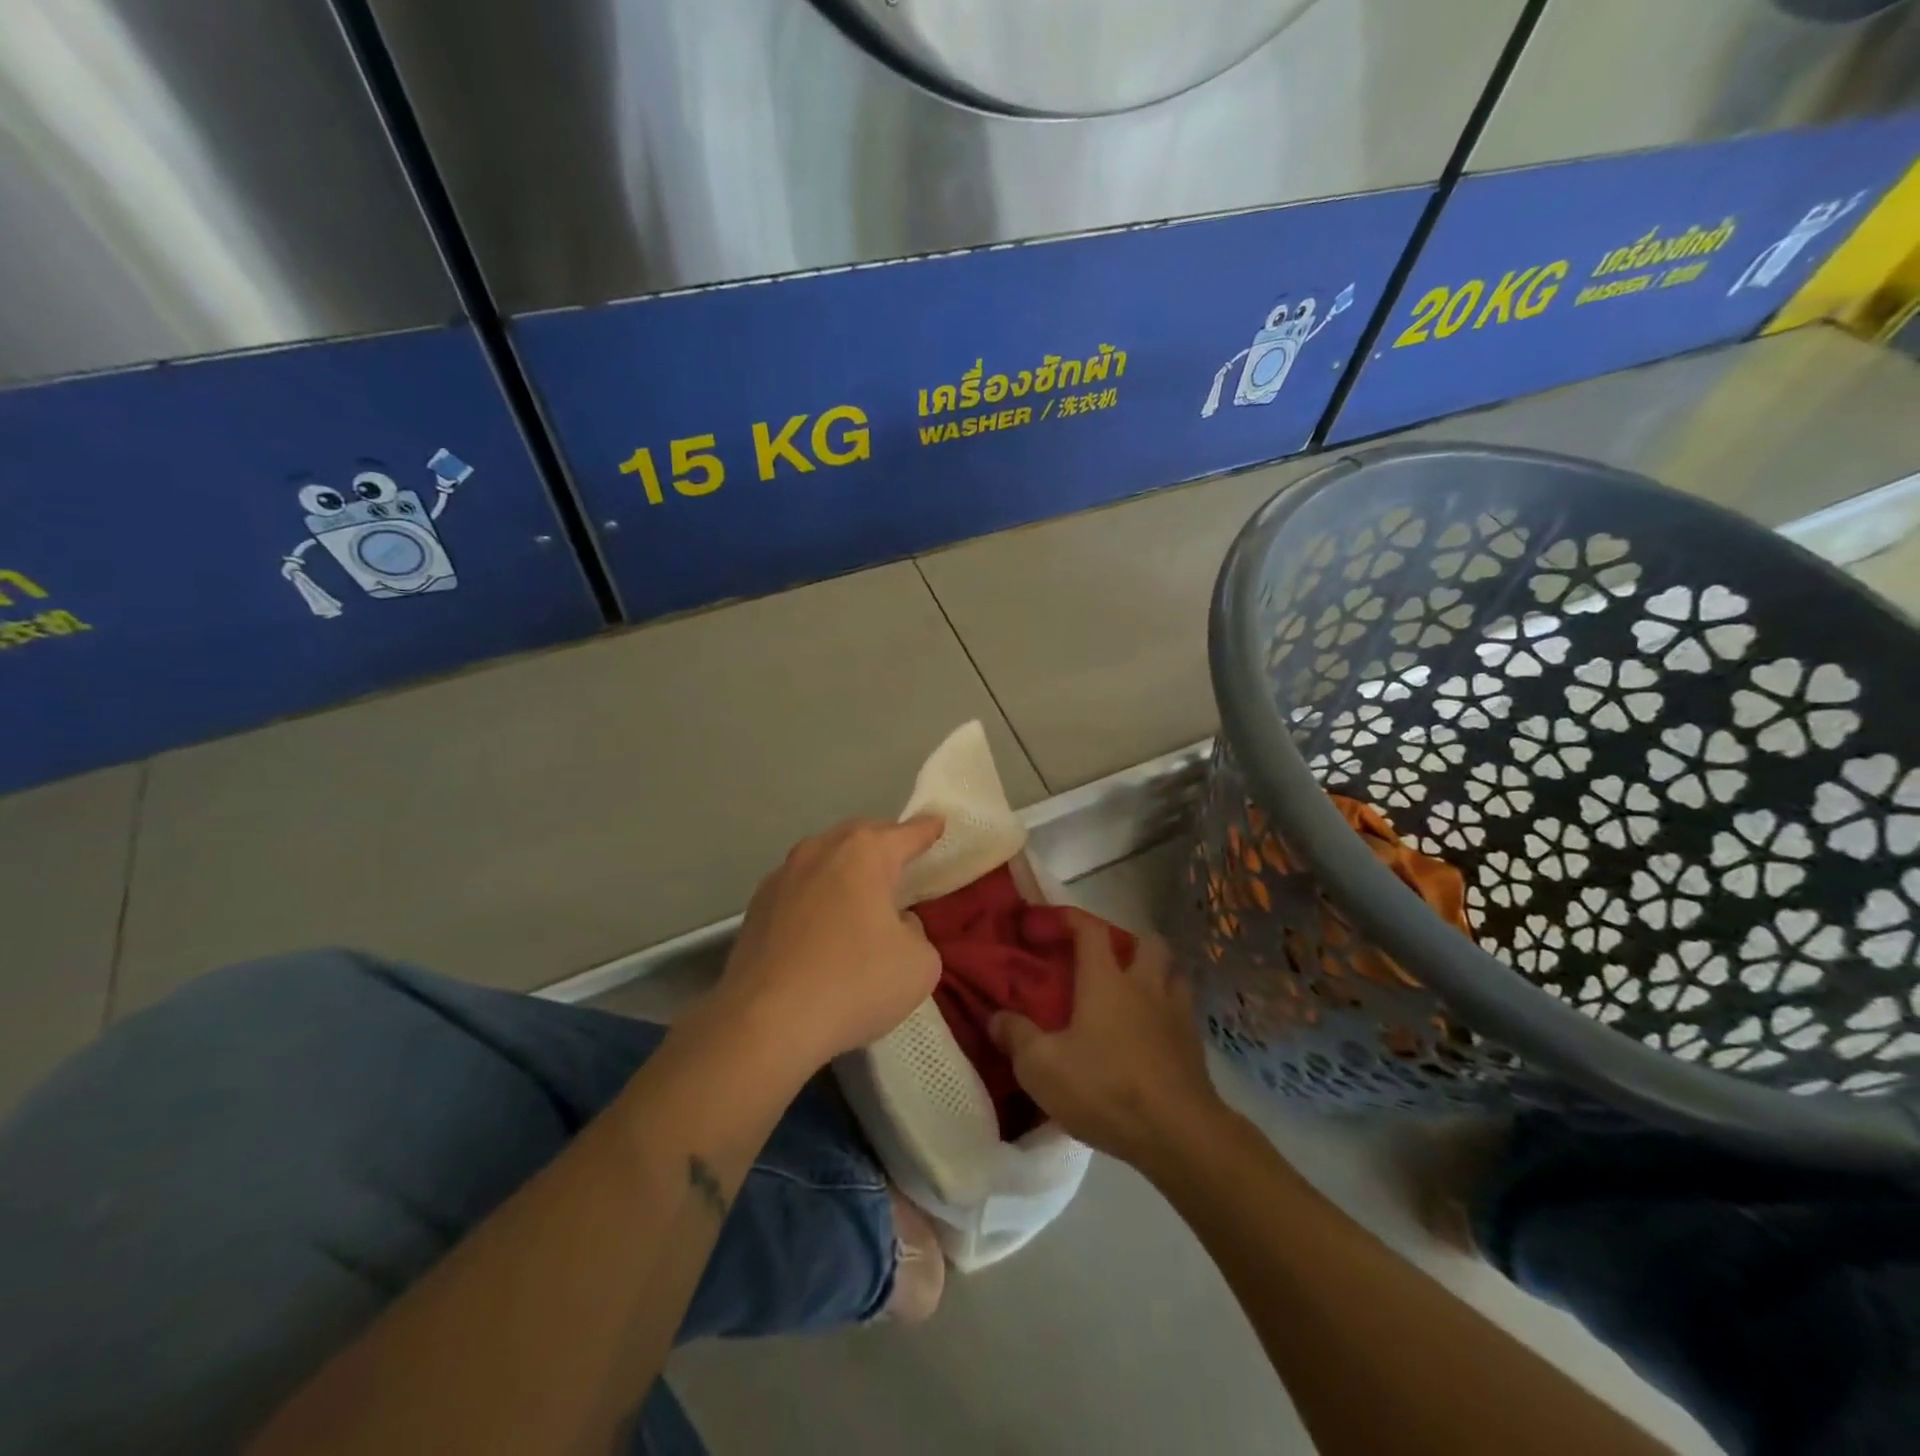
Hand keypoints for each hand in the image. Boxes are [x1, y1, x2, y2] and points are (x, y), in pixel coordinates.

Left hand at [715, 816, 945, 1072]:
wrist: (764, 1023)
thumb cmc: (854, 983)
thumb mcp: (919, 964)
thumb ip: (917, 932)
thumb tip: (895, 924)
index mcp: (865, 853)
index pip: (907, 833)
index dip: (927, 830)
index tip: (938, 823)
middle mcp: (820, 850)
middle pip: (860, 836)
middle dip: (883, 844)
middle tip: (902, 860)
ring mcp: (782, 876)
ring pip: (824, 859)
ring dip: (845, 870)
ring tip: (860, 893)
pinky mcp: (756, 907)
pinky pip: (799, 889)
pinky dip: (817, 897)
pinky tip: (821, 926)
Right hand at [989, 911, 1226, 1172]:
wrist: (1178, 1134)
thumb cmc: (1105, 1088)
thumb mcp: (1042, 1068)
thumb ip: (1017, 1037)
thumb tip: (996, 1018)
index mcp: (1106, 980)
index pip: (1091, 930)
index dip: (1072, 918)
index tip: (1053, 919)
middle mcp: (1145, 986)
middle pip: (1148, 942)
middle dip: (1130, 942)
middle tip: (1109, 960)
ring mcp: (1177, 1014)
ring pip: (1174, 974)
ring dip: (1158, 975)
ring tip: (1138, 994)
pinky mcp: (1195, 1046)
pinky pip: (1184, 1013)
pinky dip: (1170, 1014)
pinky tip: (1154, 1035)